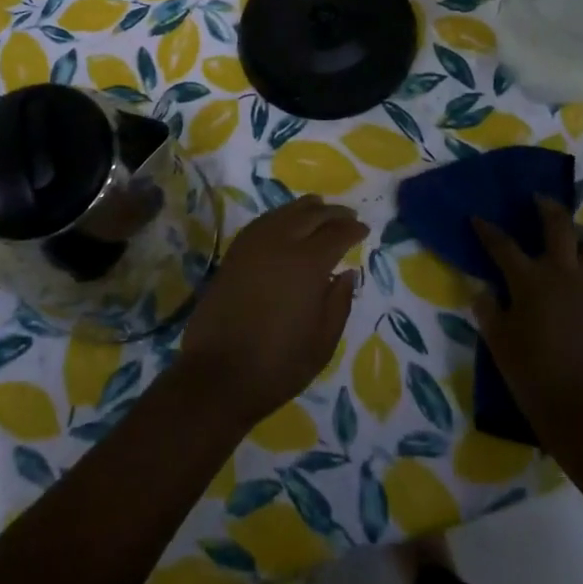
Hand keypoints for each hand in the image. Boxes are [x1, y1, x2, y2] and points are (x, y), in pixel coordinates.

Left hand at [178, 194, 365, 428]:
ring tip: (320, 209)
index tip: (364, 230)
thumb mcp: (322, 342)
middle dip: (333, 213)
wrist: (217, 374)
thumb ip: (339, 303)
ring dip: (306, 209)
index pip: (336, 234)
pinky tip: (286, 222)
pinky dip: (281, 216)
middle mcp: (280, 243)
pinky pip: (263, 222)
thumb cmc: (278, 364)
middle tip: (348, 216)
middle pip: (311, 215)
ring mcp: (253, 244)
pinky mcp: (234, 253)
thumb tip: (347, 273)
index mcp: (308, 264)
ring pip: (284, 212)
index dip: (353, 230)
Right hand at [472, 197, 582, 434]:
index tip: (477, 218)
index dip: (487, 230)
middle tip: (539, 200)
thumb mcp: (498, 341)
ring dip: (581, 240)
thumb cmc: (532, 374)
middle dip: (547, 207)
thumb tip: (485, 291)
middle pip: (559, 225)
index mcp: (530, 279)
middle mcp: (564, 274)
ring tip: (571, 245)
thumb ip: (489, 310)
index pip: (502, 244)